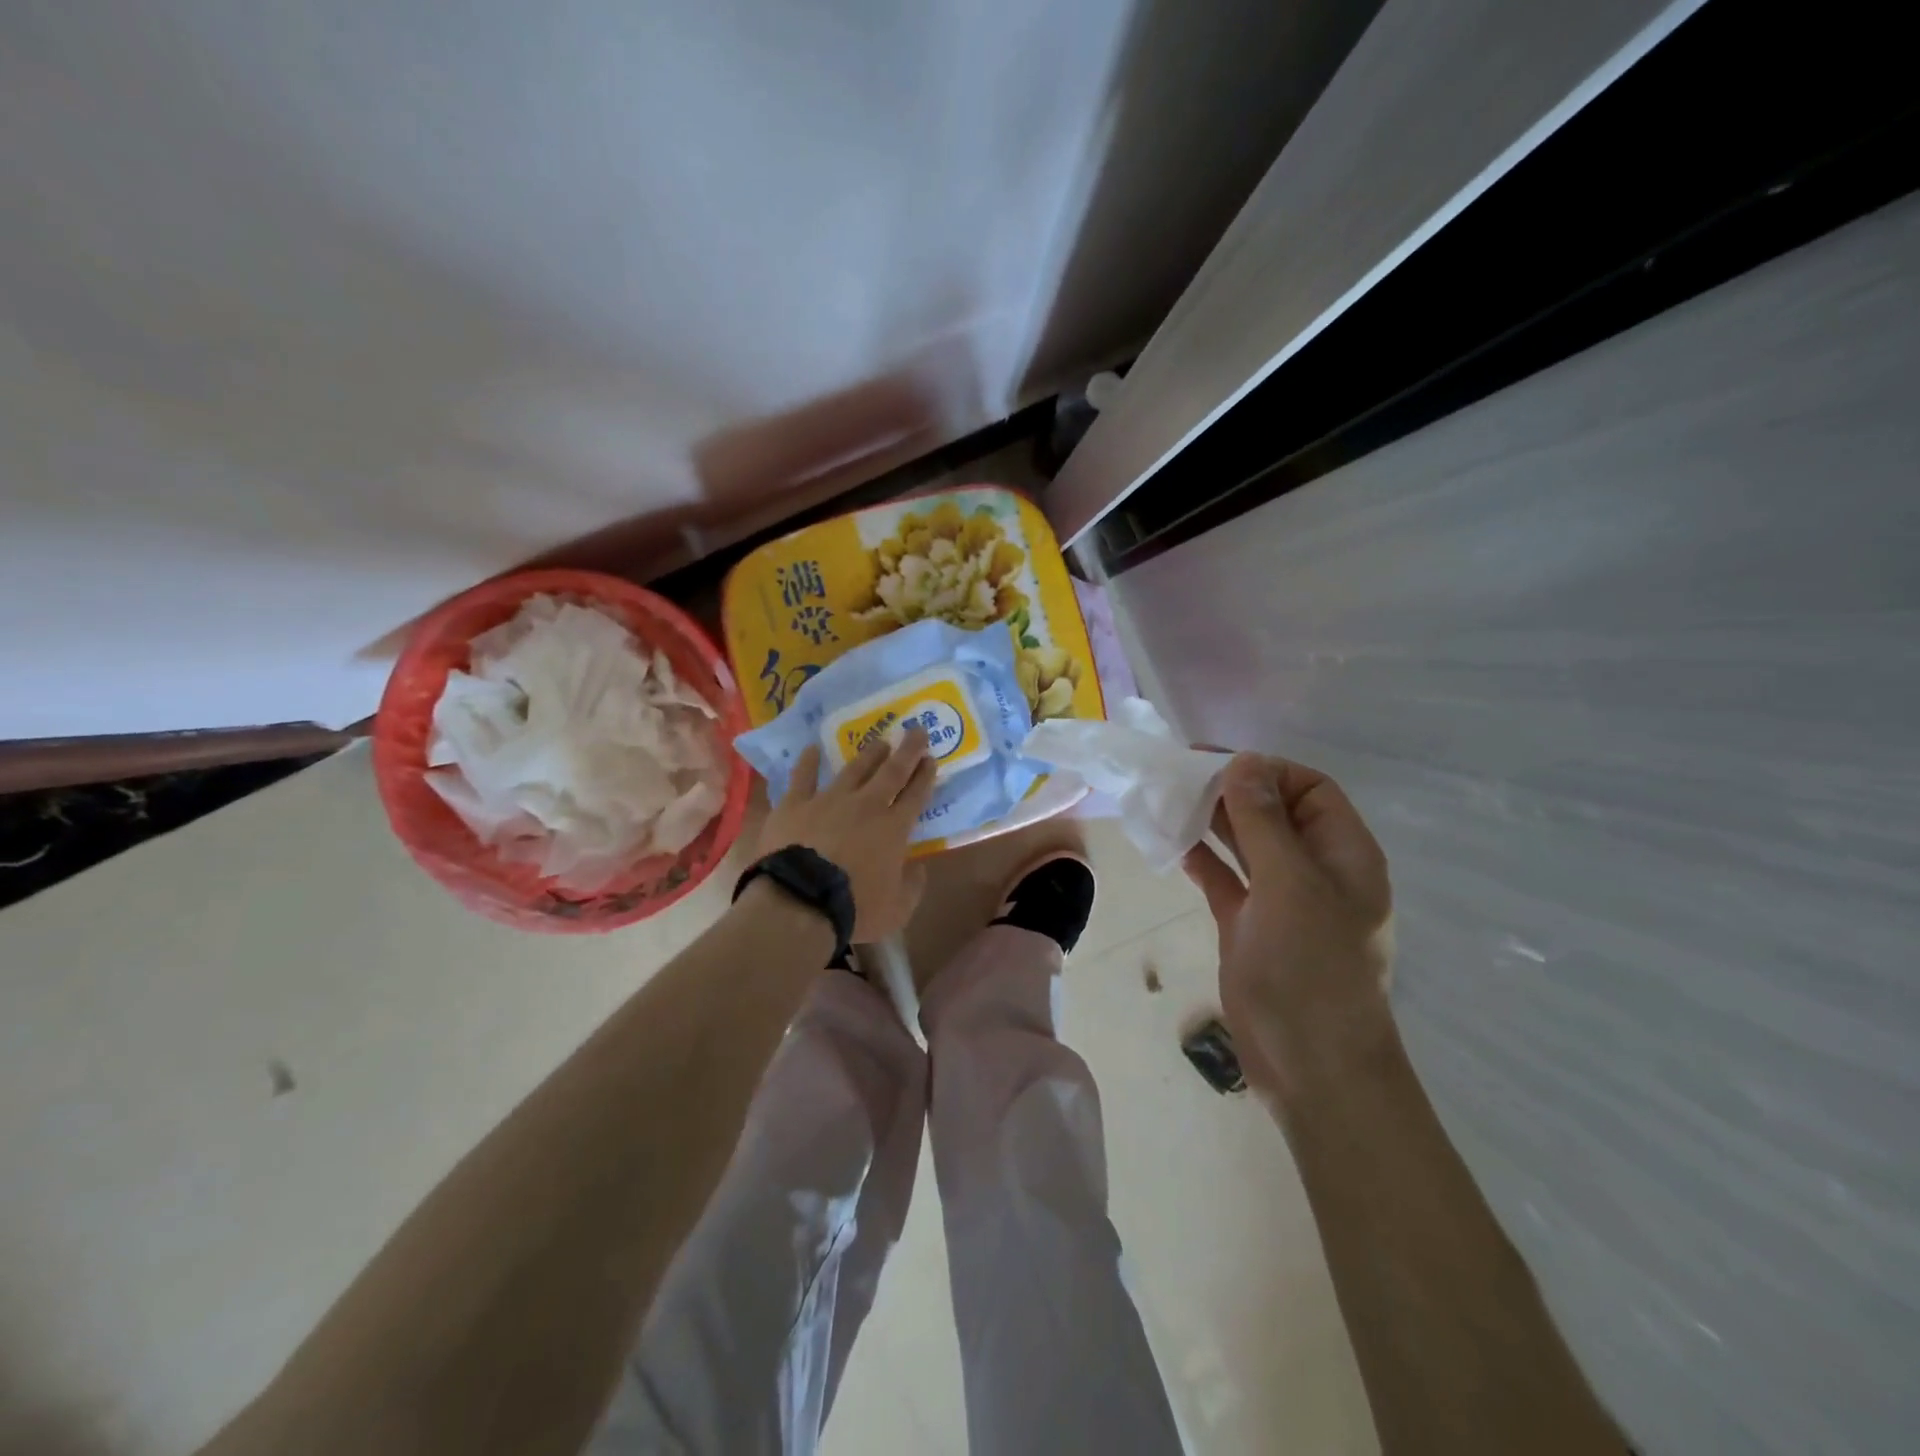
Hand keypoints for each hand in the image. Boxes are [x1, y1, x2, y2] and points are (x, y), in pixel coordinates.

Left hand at [756, 726, 938, 941]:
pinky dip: (808, 762)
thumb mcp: (897, 909)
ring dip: (869, 754)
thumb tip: (917, 867)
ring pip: (854, 769)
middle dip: (907, 750)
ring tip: (879, 741)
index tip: (931, 758)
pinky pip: (803, 776)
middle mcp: (866, 805)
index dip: (925, 775)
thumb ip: (912, 886)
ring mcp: (829, 800)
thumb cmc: (854, 908)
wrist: (800, 901)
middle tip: (916, 730)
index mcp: (894, 829)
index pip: (916, 795)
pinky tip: (811, 749)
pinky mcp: (795, 804)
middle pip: (891, 771)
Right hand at [1182, 753, 1394, 1097]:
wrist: (1310, 1065)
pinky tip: (1171, 844)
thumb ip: (1264, 821)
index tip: (1219, 766)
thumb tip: (1243, 762)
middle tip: (1178, 776)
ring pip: (1245, 844)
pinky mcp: (1248, 925)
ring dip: (1212, 822)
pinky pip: (1224, 878)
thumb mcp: (1290, 884)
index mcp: (1343, 854)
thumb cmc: (1311, 968)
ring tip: (1167, 801)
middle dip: (1232, 791)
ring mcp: (1280, 900)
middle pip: (1274, 813)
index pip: (1311, 790)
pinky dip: (1200, 859)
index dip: (1269, 771)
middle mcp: (1314, 870)